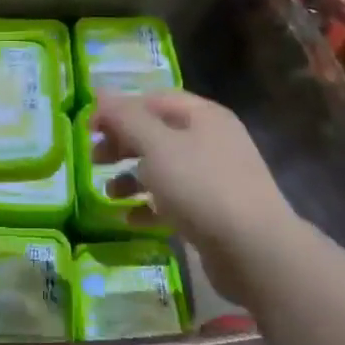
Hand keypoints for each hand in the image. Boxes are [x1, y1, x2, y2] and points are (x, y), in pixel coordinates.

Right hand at [92, 91, 296, 306]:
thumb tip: (100, 93)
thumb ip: (126, 118)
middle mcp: (211, 140)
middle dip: (122, 144)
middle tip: (94, 159)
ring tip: (108, 194)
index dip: (118, 110)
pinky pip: (174, 201)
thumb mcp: (156, 146)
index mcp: (203, 115)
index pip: (152, 99)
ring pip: (164, 168)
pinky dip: (149, 206)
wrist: (256, 251)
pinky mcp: (214, 212)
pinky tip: (129, 219)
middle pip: (157, 133)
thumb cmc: (201, 187)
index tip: (89, 129)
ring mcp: (216, 178)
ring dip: (132, 178)